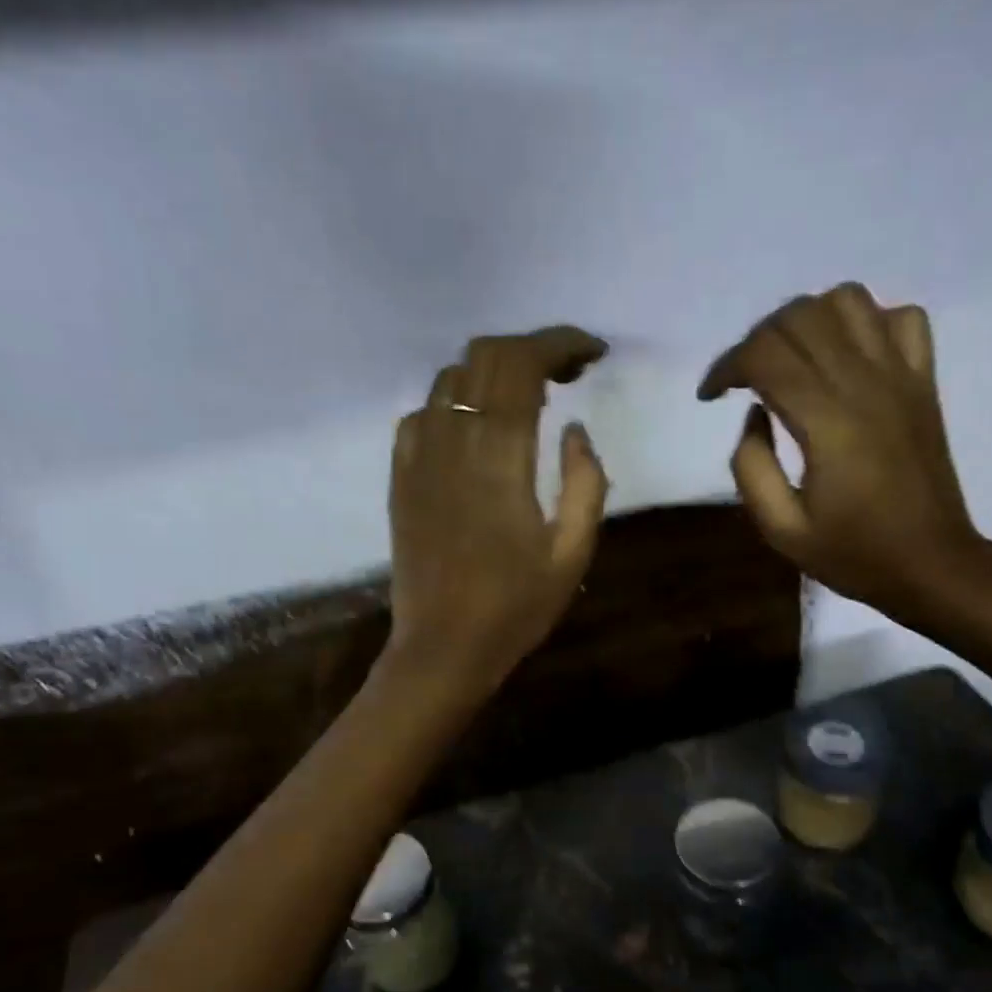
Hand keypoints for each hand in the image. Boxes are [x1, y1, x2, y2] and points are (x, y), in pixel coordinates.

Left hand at [386, 326, 608, 695]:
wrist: (443, 648)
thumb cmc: (515, 608)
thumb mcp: (573, 554)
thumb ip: (585, 483)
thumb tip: (575, 432)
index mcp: (500, 456)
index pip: (524, 364)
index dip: (560, 344)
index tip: (591, 354)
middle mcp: (453, 440)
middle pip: (485, 355)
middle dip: (531, 349)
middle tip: (567, 375)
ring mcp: (419, 455)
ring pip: (450, 376)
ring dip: (493, 372)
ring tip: (526, 399)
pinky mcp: (400, 476)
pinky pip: (423, 413)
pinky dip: (455, 402)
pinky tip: (475, 430)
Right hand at [700, 283, 984, 623]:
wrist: (930, 564)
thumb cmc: (853, 554)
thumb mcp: (781, 530)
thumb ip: (752, 468)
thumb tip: (754, 414)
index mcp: (827, 422)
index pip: (765, 355)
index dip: (726, 366)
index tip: (710, 396)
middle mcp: (865, 383)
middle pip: (800, 317)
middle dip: (757, 339)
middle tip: (743, 380)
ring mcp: (902, 375)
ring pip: (848, 301)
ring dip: (807, 319)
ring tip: (791, 358)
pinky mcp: (924, 381)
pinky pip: (901, 318)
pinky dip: (867, 322)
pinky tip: (847, 357)